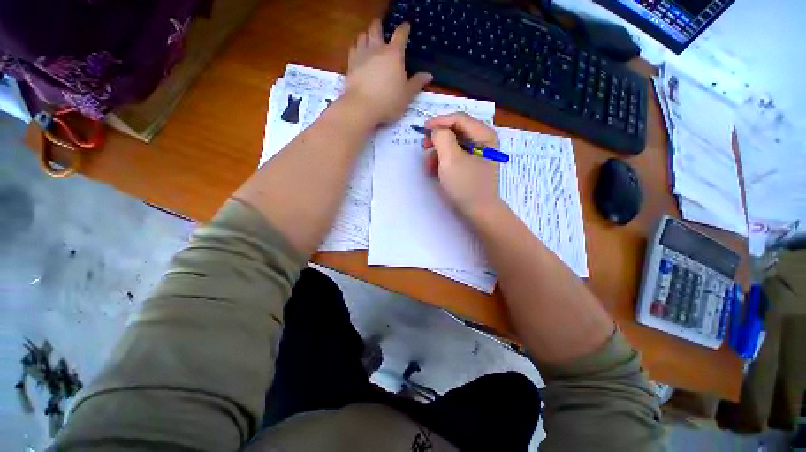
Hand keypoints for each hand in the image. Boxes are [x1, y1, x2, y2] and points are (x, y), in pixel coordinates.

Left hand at [345, 19, 431, 123]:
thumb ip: (417, 83)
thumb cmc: (389, 101)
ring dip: (367, 35)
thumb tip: (429, 75)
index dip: (404, 29)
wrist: (363, 106)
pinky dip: (356, 46)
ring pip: (363, 36)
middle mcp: (377, 49)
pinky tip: (358, 51)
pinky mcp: (351, 63)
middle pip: (376, 29)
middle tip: (381, 26)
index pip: (400, 35)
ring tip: (369, 38)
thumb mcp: (407, 95)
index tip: (406, 26)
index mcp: (394, 55)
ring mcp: (362, 54)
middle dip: (379, 26)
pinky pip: (353, 47)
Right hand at [423, 113, 502, 218]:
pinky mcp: (472, 166)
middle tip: (423, 147)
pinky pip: (455, 157)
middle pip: (456, 131)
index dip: (439, 121)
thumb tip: (437, 131)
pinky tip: (435, 171)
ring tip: (429, 167)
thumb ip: (442, 138)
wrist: (479, 212)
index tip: (422, 129)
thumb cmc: (466, 185)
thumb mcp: (451, 159)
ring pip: (454, 145)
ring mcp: (478, 154)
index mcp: (484, 135)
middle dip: (438, 139)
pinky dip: (444, 162)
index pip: (459, 118)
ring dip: (438, 153)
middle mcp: (483, 141)